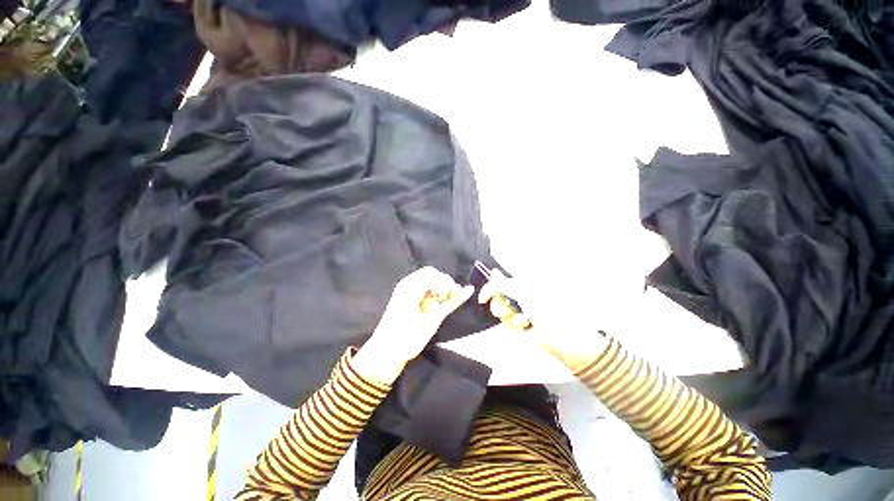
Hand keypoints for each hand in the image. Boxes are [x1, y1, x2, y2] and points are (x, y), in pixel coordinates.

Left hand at [353, 267, 473, 384]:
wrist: (394, 348)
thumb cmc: (397, 321)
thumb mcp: (407, 297)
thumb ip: (424, 283)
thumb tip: (443, 281)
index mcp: (411, 284)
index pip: (429, 272)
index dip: (437, 276)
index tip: (441, 288)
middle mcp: (422, 291)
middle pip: (440, 279)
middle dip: (446, 282)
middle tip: (446, 293)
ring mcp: (431, 303)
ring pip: (446, 291)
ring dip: (454, 288)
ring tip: (455, 293)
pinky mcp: (437, 315)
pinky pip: (450, 303)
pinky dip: (459, 297)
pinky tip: (469, 291)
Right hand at [478, 269, 608, 372]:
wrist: (563, 337)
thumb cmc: (548, 310)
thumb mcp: (526, 293)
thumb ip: (506, 284)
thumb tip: (493, 272)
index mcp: (523, 283)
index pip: (500, 282)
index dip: (490, 289)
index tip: (483, 299)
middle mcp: (520, 294)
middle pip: (497, 298)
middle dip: (501, 306)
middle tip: (511, 309)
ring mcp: (520, 309)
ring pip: (501, 312)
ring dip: (510, 317)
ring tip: (525, 320)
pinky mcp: (521, 323)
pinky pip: (507, 323)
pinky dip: (515, 326)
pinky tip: (526, 327)